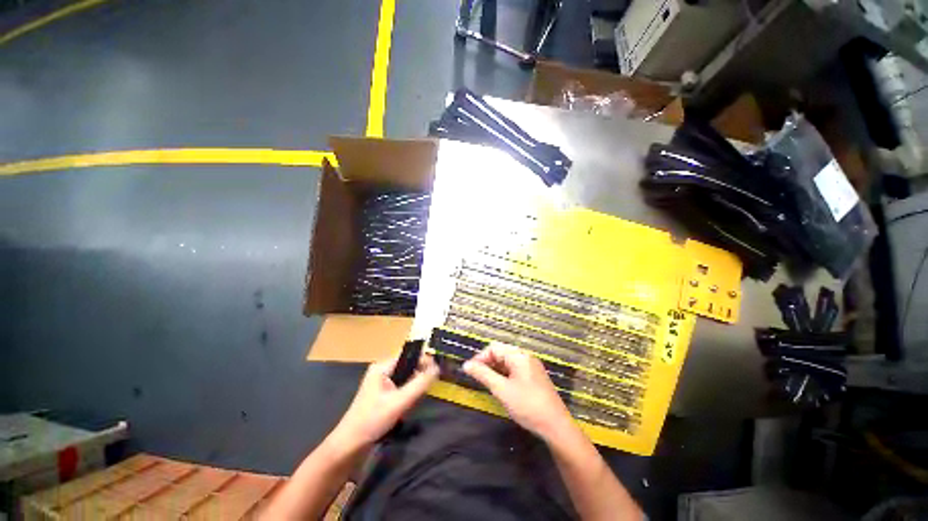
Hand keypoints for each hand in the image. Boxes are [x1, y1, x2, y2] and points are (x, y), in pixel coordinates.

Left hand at [332, 353, 438, 447]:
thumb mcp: (399, 402)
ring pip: (406, 377)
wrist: (350, 446)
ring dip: (413, 386)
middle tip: (427, 389)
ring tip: (417, 399)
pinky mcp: (382, 394)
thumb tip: (437, 368)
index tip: (437, 372)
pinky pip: (401, 386)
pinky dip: (408, 393)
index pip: (409, 356)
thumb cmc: (372, 420)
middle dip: (419, 376)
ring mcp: (381, 382)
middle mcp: (382, 370)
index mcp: (382, 367)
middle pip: (408, 366)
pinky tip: (408, 405)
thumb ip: (419, 384)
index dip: (424, 361)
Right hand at [463, 343, 575, 441]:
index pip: (494, 348)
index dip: (480, 358)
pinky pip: (515, 370)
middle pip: (501, 353)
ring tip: (487, 384)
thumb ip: (483, 375)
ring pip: (507, 362)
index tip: (470, 371)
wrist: (556, 426)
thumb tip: (466, 365)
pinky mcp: (534, 376)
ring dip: (495, 370)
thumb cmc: (527, 405)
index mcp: (518, 355)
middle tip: (477, 379)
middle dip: (487, 364)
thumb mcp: (501, 390)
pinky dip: (505, 375)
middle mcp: (525, 356)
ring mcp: (531, 366)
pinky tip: (501, 387)